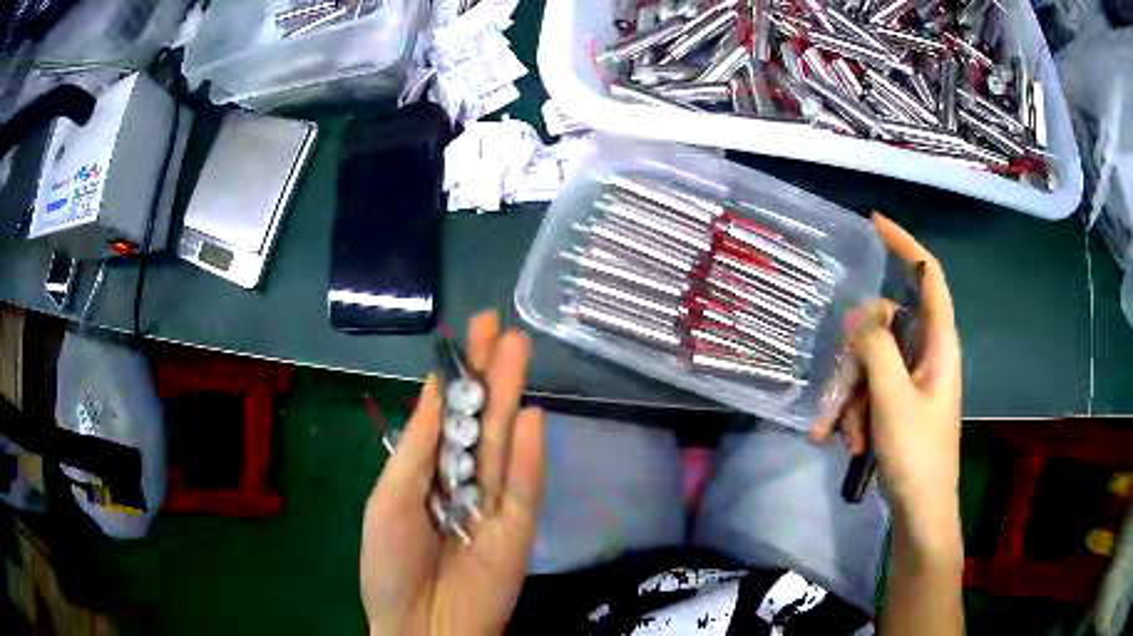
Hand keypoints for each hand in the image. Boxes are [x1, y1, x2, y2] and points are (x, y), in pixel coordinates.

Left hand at [360, 311, 545, 634]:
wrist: (421, 626)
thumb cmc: (390, 564)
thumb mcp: (390, 499)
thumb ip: (418, 447)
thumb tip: (437, 389)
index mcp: (429, 472)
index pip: (450, 415)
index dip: (460, 374)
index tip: (471, 333)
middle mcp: (465, 480)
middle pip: (482, 421)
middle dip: (491, 373)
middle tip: (500, 327)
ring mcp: (496, 504)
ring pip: (505, 444)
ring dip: (512, 398)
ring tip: (518, 351)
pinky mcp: (520, 529)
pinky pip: (525, 489)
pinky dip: (530, 456)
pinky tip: (531, 417)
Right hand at [812, 213, 961, 517]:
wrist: (921, 510)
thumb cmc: (917, 454)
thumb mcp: (893, 399)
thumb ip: (876, 349)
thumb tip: (858, 314)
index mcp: (939, 344)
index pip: (929, 277)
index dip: (906, 245)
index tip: (876, 223)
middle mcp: (927, 355)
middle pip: (886, 327)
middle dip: (857, 357)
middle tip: (841, 392)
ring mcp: (912, 381)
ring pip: (872, 363)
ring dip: (852, 395)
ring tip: (845, 435)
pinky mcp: (899, 403)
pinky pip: (870, 390)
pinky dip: (856, 412)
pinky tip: (849, 442)